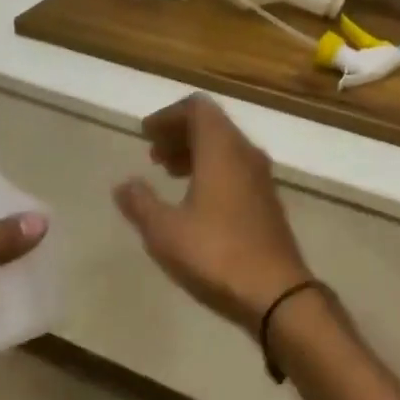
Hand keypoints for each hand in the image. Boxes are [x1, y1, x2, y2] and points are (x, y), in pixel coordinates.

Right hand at [114, 94, 311, 330]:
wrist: (276, 291)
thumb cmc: (216, 253)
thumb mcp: (165, 231)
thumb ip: (141, 203)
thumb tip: (123, 184)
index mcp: (221, 147)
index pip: (197, 108)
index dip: (169, 115)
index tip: (146, 133)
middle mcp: (244, 151)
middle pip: (211, 124)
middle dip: (180, 132)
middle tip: (152, 153)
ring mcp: (260, 175)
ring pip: (224, 146)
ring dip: (195, 151)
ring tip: (167, 173)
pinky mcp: (266, 198)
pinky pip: (235, 166)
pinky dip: (211, 169)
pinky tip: (194, 198)